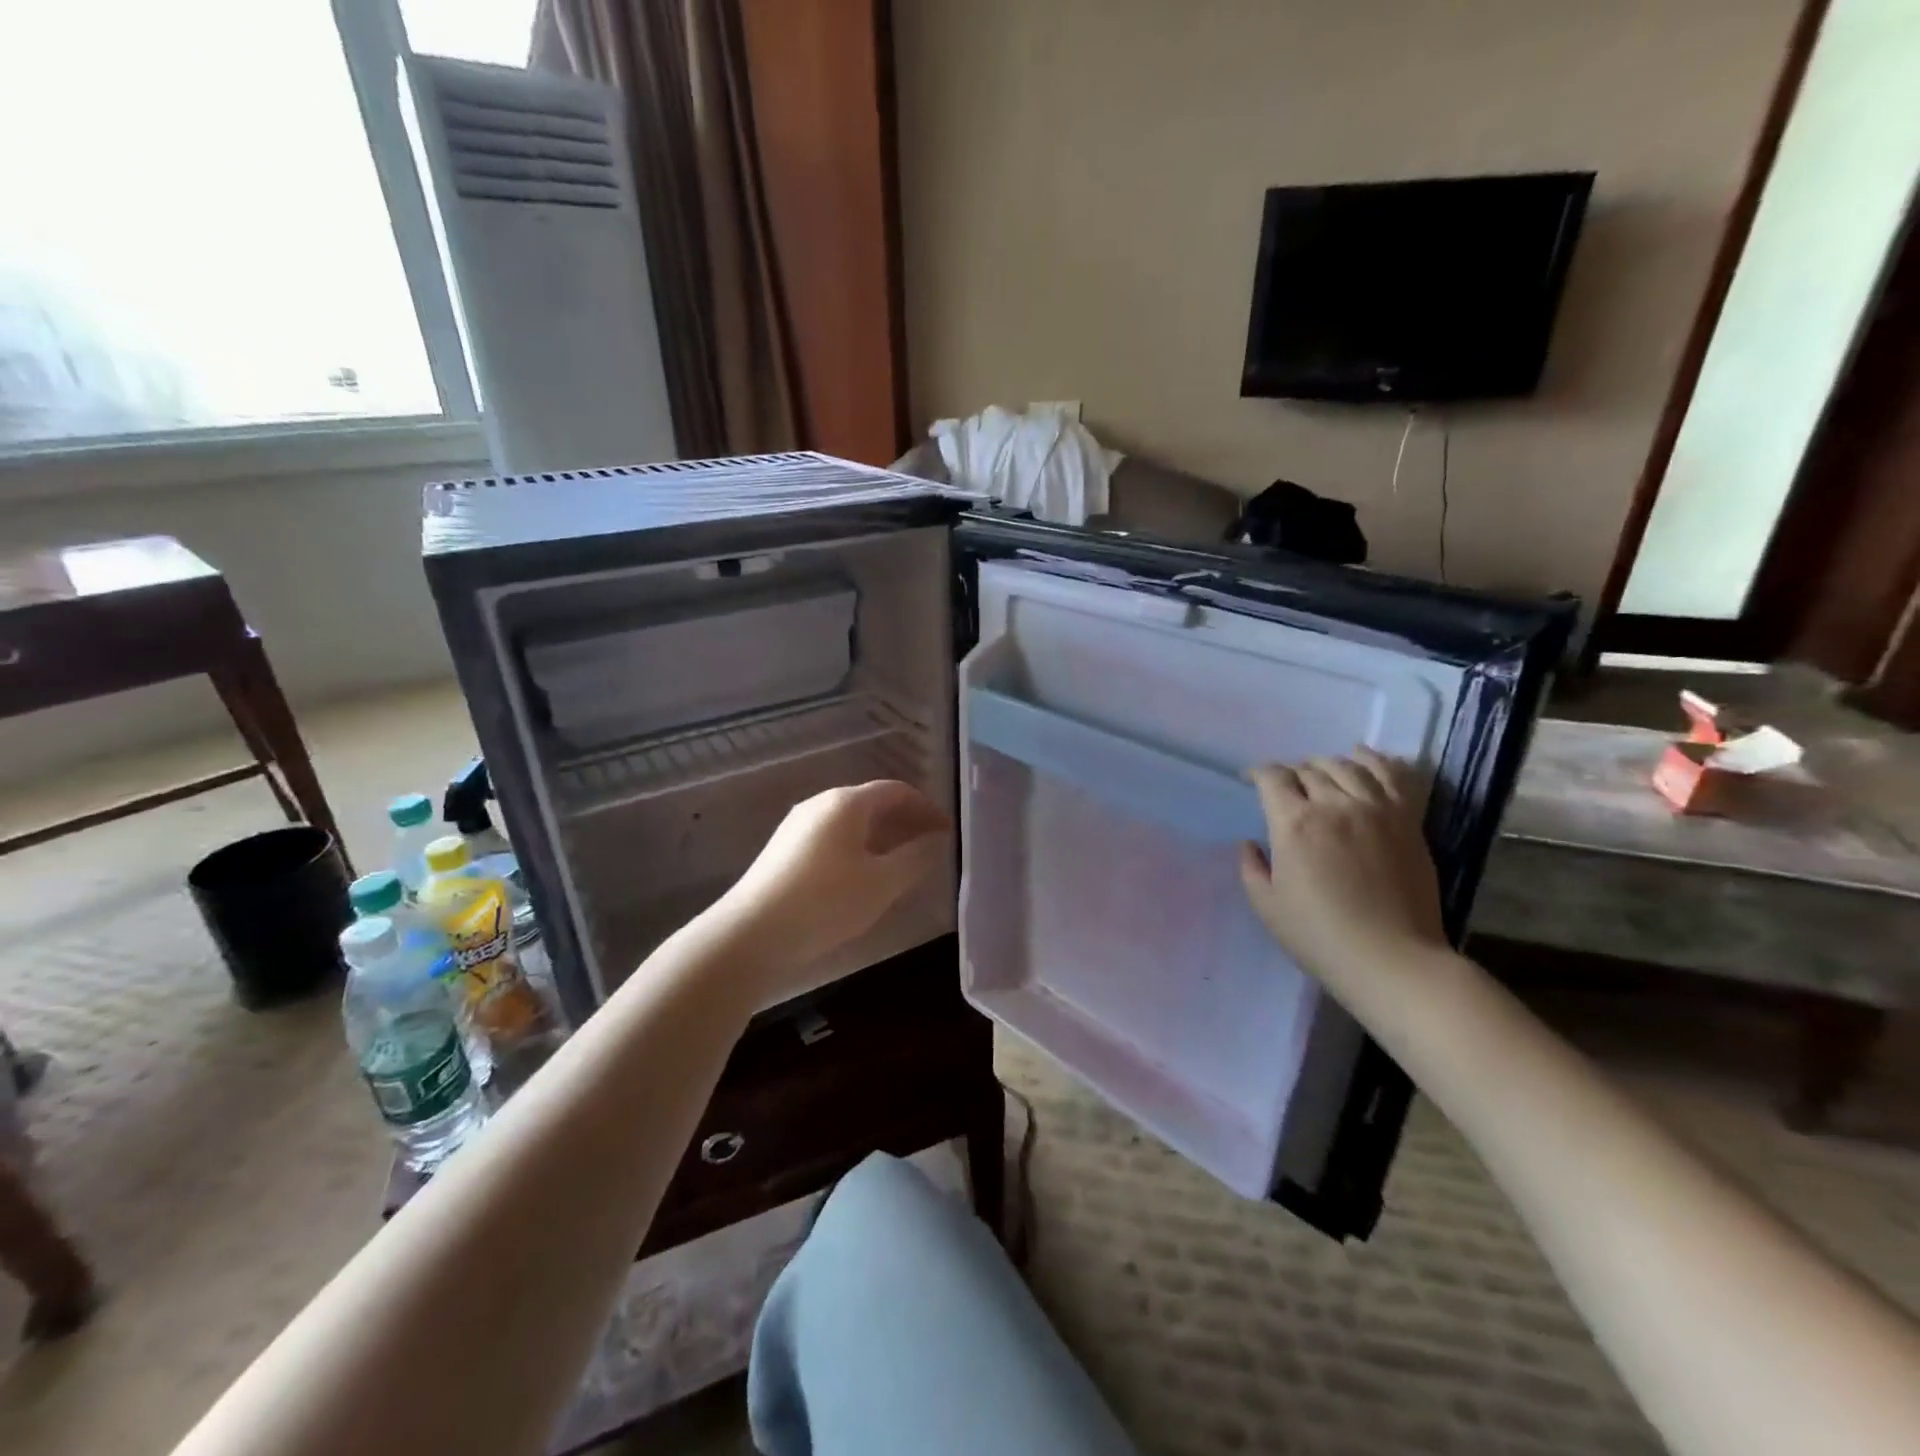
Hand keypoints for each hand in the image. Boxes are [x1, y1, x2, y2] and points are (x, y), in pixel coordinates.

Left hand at [708, 780, 948, 1000]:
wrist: (751, 934)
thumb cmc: (826, 902)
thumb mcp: (882, 883)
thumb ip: (916, 858)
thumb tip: (936, 841)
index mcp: (846, 803)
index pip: (896, 791)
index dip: (926, 808)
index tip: (947, 832)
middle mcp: (820, 804)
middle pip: (872, 803)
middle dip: (905, 822)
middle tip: (930, 848)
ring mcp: (798, 826)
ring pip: (851, 822)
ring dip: (882, 837)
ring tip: (902, 865)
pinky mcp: (784, 850)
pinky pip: (833, 838)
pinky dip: (859, 848)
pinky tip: (864, 878)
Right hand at [1239, 749, 1446, 995]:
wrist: (1392, 958)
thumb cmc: (1319, 936)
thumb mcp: (1267, 906)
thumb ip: (1251, 868)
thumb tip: (1250, 844)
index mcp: (1294, 824)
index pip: (1273, 778)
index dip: (1258, 773)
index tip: (1251, 780)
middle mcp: (1334, 805)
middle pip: (1309, 769)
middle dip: (1291, 772)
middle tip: (1285, 786)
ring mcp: (1376, 809)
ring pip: (1347, 766)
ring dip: (1326, 763)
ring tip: (1319, 772)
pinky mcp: (1407, 820)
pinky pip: (1391, 775)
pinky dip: (1374, 759)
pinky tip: (1362, 757)